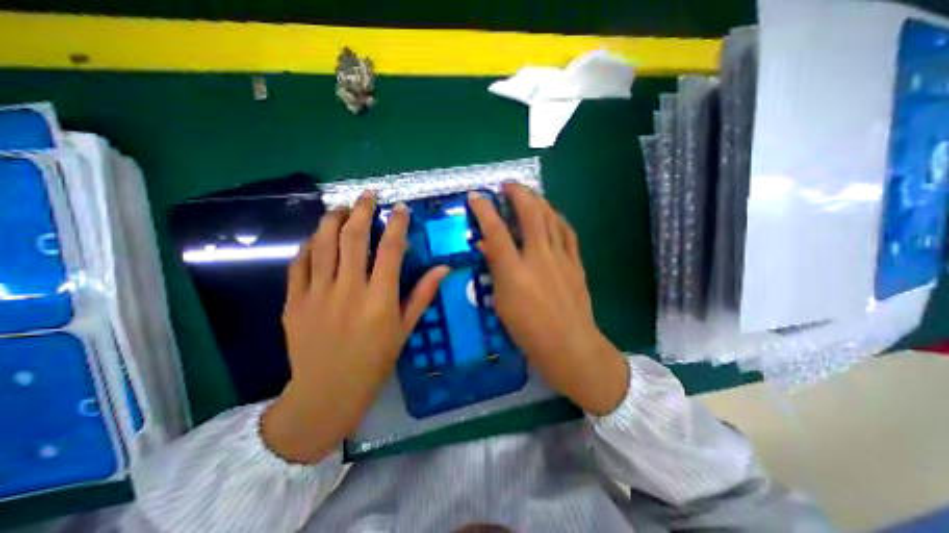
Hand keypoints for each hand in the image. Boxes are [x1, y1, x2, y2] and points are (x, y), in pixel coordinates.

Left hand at [261, 189, 449, 462]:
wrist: (327, 392)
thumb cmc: (375, 361)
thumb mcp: (404, 329)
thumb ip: (422, 294)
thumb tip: (444, 268)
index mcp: (379, 299)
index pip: (390, 250)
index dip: (396, 225)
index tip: (400, 209)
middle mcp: (348, 291)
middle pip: (353, 238)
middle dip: (362, 210)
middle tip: (368, 195)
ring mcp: (316, 294)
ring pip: (322, 245)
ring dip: (332, 220)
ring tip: (341, 207)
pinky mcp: (293, 302)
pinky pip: (299, 264)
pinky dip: (309, 246)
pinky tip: (317, 238)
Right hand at [468, 183, 627, 415]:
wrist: (570, 346)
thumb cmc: (528, 331)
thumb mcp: (502, 303)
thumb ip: (495, 270)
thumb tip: (488, 246)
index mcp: (515, 272)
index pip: (496, 232)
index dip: (484, 210)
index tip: (476, 196)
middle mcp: (539, 258)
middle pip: (530, 214)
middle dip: (517, 193)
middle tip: (507, 185)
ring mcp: (561, 258)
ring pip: (550, 217)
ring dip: (537, 200)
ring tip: (528, 193)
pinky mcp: (575, 262)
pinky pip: (567, 231)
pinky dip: (557, 217)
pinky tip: (551, 213)